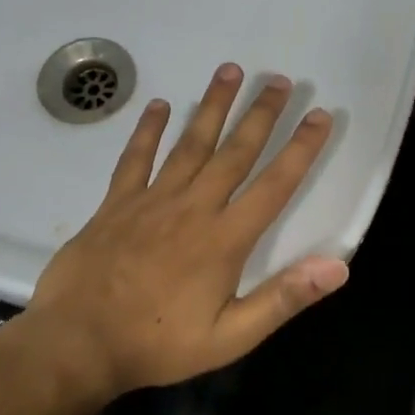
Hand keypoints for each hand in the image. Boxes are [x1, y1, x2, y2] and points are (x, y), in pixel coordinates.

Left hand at [8, 64, 348, 403]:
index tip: (320, 115)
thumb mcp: (231, 337)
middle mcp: (193, 208)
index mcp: (225, 239)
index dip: (301, 149)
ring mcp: (151, 201)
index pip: (274, 185)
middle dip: (261, 114)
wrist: (77, 344)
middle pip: (234, 152)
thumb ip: (283, 299)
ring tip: (230, 70)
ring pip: (189, 143)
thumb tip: (337, 267)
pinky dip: (148, 131)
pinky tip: (160, 105)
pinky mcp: (115, 204)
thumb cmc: (158, 344)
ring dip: (212, 106)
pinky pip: (136, 159)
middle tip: (280, 79)